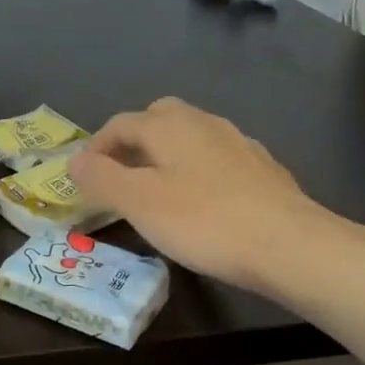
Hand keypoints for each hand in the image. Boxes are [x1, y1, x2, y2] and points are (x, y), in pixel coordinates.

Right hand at [68, 97, 364, 294]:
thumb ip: (101, 177)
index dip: (95, 147)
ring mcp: (238, 144)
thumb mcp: (138, 202)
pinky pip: (214, 161)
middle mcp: (204, 123)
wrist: (290, 245)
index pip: (119, 124)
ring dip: (164, 157)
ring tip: (154, 192)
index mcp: (169, 125)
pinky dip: (195, 173)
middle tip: (117, 176)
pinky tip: (198, 204)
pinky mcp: (262, 170)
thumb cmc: (203, 221)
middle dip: (132, 142)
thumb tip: (74, 160)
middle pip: (158, 119)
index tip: (82, 178)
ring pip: (189, 138)